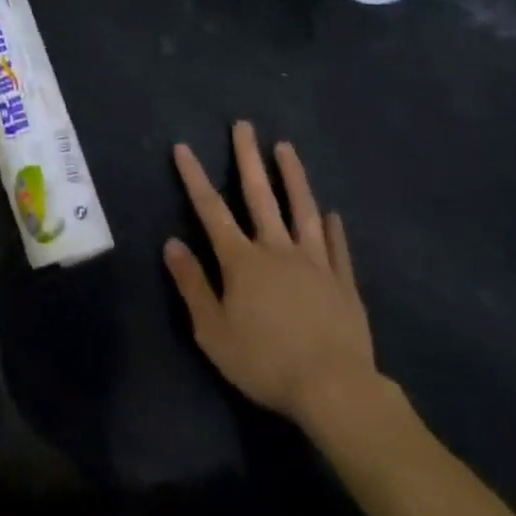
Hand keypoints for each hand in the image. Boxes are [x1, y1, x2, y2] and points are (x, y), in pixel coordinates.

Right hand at [165, 121, 379, 429]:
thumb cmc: (266, 362)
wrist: (335, 391)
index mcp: (242, 260)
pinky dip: (334, 230)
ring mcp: (314, 263)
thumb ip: (192, 284)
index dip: (194, 176)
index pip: (211, 209)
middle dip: (248, 158)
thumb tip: (171, 242)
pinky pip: (338, 249)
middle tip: (243, 125)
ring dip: (293, 176)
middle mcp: (276, 249)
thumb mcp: (213, 331)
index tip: (183, 146)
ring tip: (286, 147)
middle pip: (259, 195)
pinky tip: (333, 214)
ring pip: (302, 210)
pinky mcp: (343, 285)